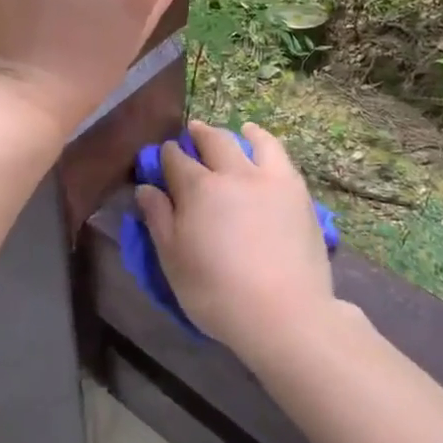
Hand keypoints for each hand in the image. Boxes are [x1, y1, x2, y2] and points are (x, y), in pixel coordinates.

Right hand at [133, 121, 339, 365]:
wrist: (284, 312)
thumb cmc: (217, 293)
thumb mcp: (173, 262)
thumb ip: (159, 220)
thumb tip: (146, 188)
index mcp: (198, 189)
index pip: (176, 160)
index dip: (166, 155)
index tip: (163, 155)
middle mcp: (233, 173)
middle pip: (214, 141)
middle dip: (199, 134)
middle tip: (193, 132)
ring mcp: (269, 178)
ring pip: (253, 140)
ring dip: (239, 132)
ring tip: (238, 130)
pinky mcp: (297, 191)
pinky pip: (280, 155)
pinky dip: (268, 144)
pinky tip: (265, 149)